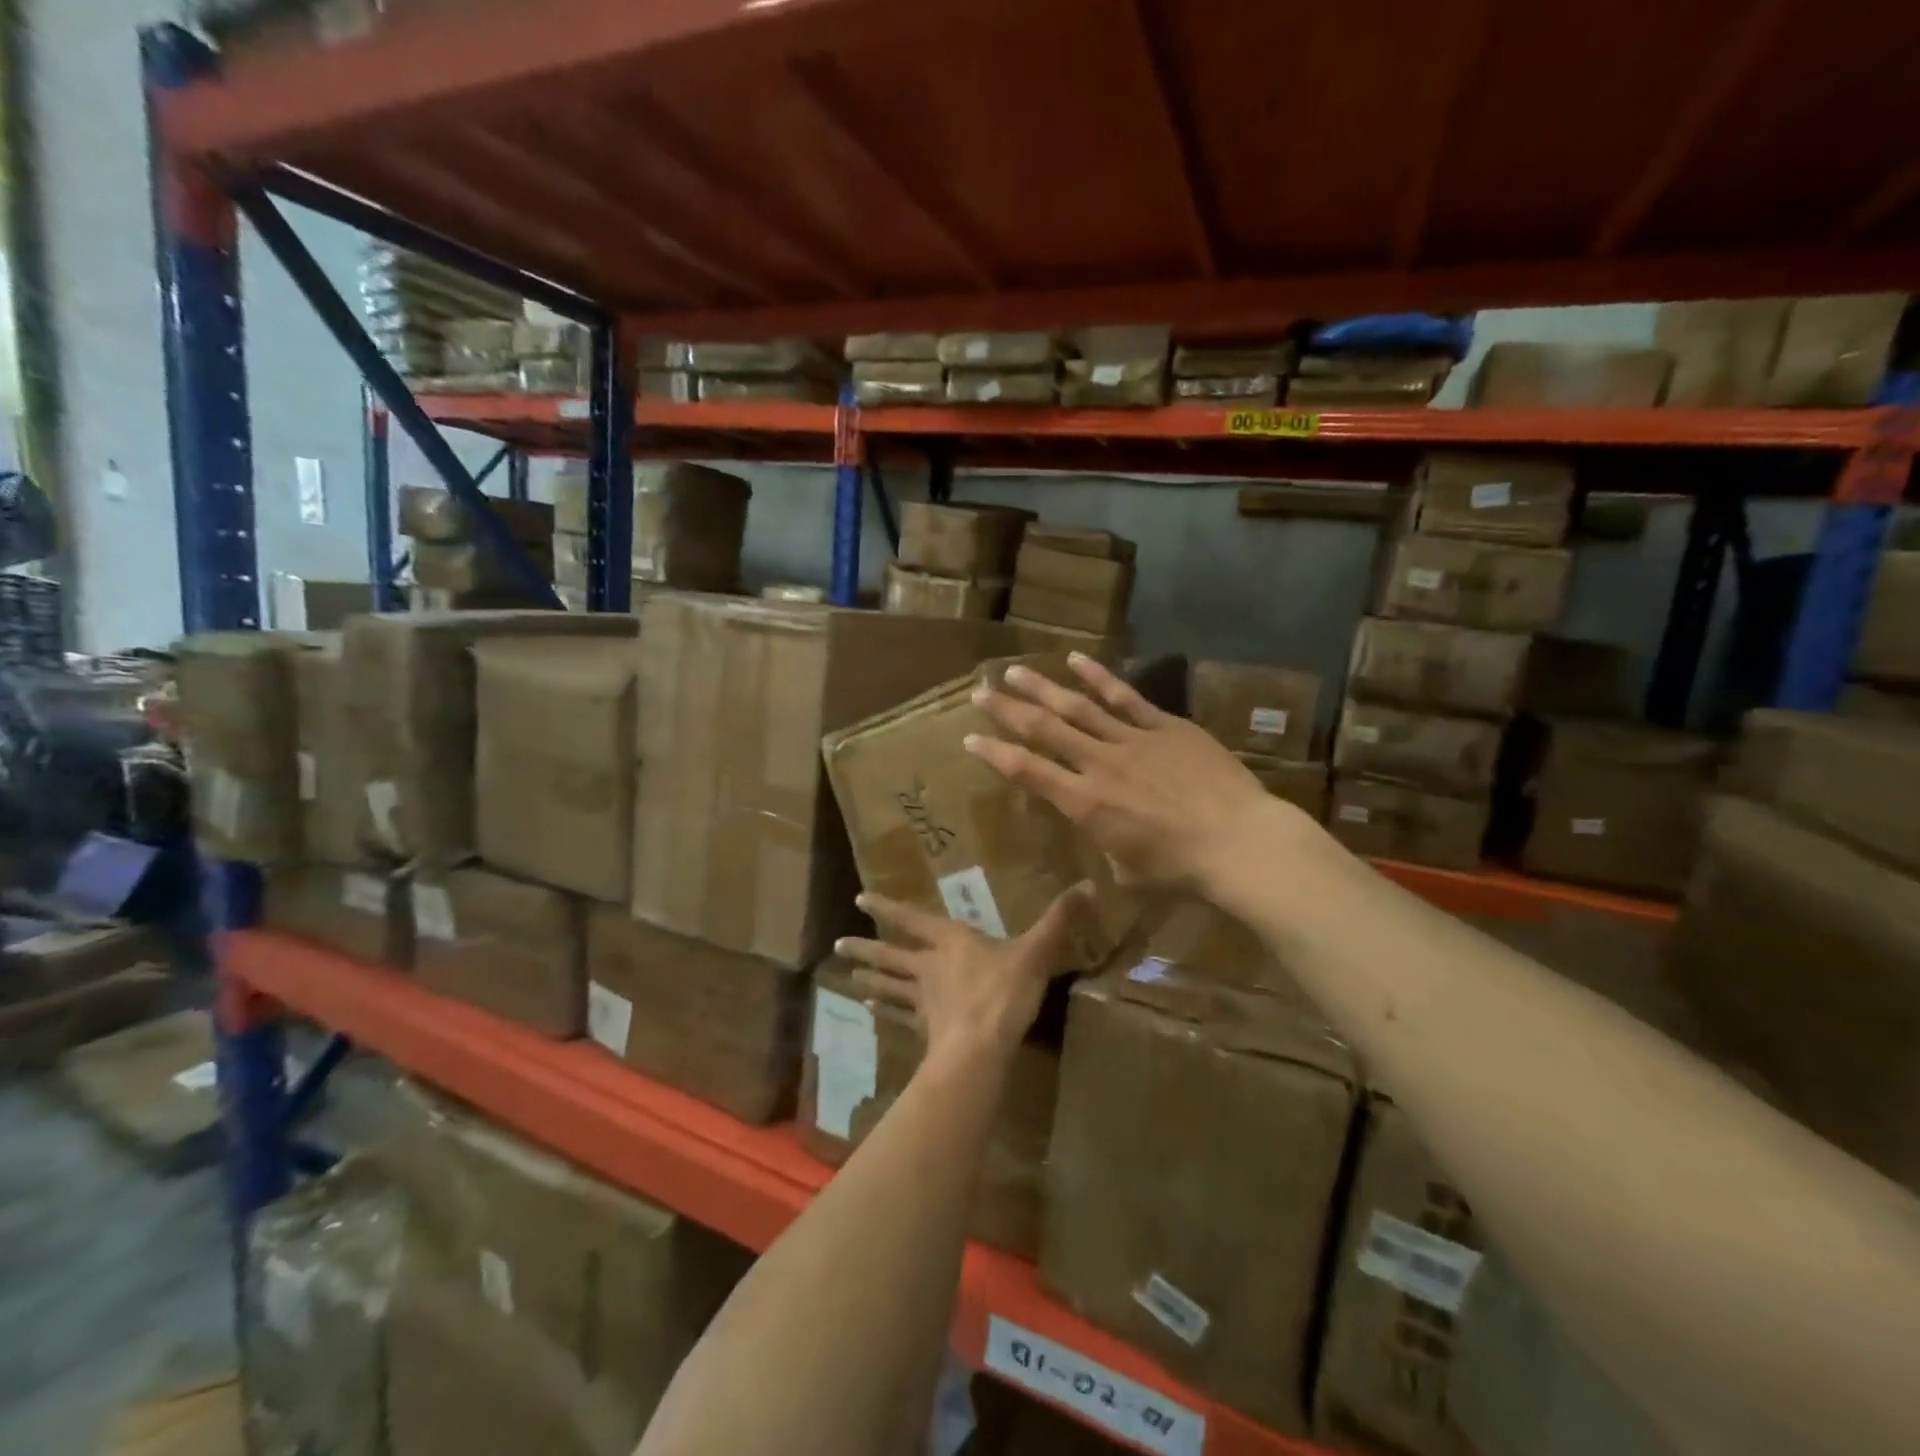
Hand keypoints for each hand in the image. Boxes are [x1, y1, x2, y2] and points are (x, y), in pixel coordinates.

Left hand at [834, 886, 1092, 1065]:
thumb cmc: (1004, 992)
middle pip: (891, 955)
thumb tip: (1089, 884)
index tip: (859, 898)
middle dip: (866, 947)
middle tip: (838, 944)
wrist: (981, 1049)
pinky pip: (900, 1017)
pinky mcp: (924, 1030)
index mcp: (950, 941)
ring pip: (890, 986)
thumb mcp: (1036, 951)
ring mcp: (923, 1000)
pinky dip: (885, 1012)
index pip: (912, 918)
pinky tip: (870, 1011)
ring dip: (870, 978)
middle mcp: (929, 967)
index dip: (887, 907)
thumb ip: (1060, 919)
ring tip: (848, 975)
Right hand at [964, 653, 1306, 894]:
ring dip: (1042, 687)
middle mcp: (1099, 764)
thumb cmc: (1182, 871)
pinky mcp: (1165, 726)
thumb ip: (1108, 851)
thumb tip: (1108, 839)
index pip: (1027, 772)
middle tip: (980, 691)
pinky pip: (1124, 696)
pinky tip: (1075, 659)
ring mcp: (1132, 740)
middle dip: (1007, 710)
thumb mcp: (1129, 874)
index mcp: (1085, 804)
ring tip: (1014, 670)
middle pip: (1044, 729)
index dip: (995, 753)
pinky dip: (1098, 677)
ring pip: (1077, 706)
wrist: (1240, 842)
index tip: (970, 738)